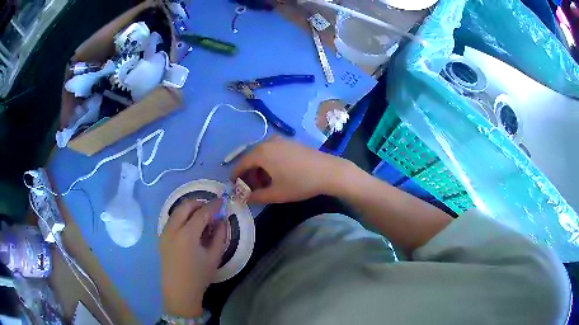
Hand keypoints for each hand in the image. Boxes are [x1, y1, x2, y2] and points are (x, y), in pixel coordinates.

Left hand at [160, 199, 226, 316]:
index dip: (213, 205)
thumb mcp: (214, 257)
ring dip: (189, 209)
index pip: (201, 212)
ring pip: (177, 211)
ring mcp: (164, 232)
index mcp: (187, 234)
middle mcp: (173, 229)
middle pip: (185, 206)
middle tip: (211, 209)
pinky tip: (190, 227)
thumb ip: (219, 236)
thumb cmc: (199, 276)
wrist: (179, 291)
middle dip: (199, 203)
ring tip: (201, 218)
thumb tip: (221, 220)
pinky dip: (182, 217)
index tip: (222, 201)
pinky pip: (172, 220)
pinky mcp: (162, 237)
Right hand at [232, 137, 350, 203]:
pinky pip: (273, 152)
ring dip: (260, 169)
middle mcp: (268, 142)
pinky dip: (269, 163)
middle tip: (250, 189)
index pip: (241, 164)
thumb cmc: (299, 183)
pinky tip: (276, 175)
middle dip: (249, 174)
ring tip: (264, 184)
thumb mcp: (276, 193)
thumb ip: (257, 196)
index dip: (236, 176)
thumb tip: (245, 198)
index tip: (234, 186)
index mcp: (261, 153)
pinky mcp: (291, 142)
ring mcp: (281, 140)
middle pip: (252, 158)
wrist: (328, 171)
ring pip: (263, 155)